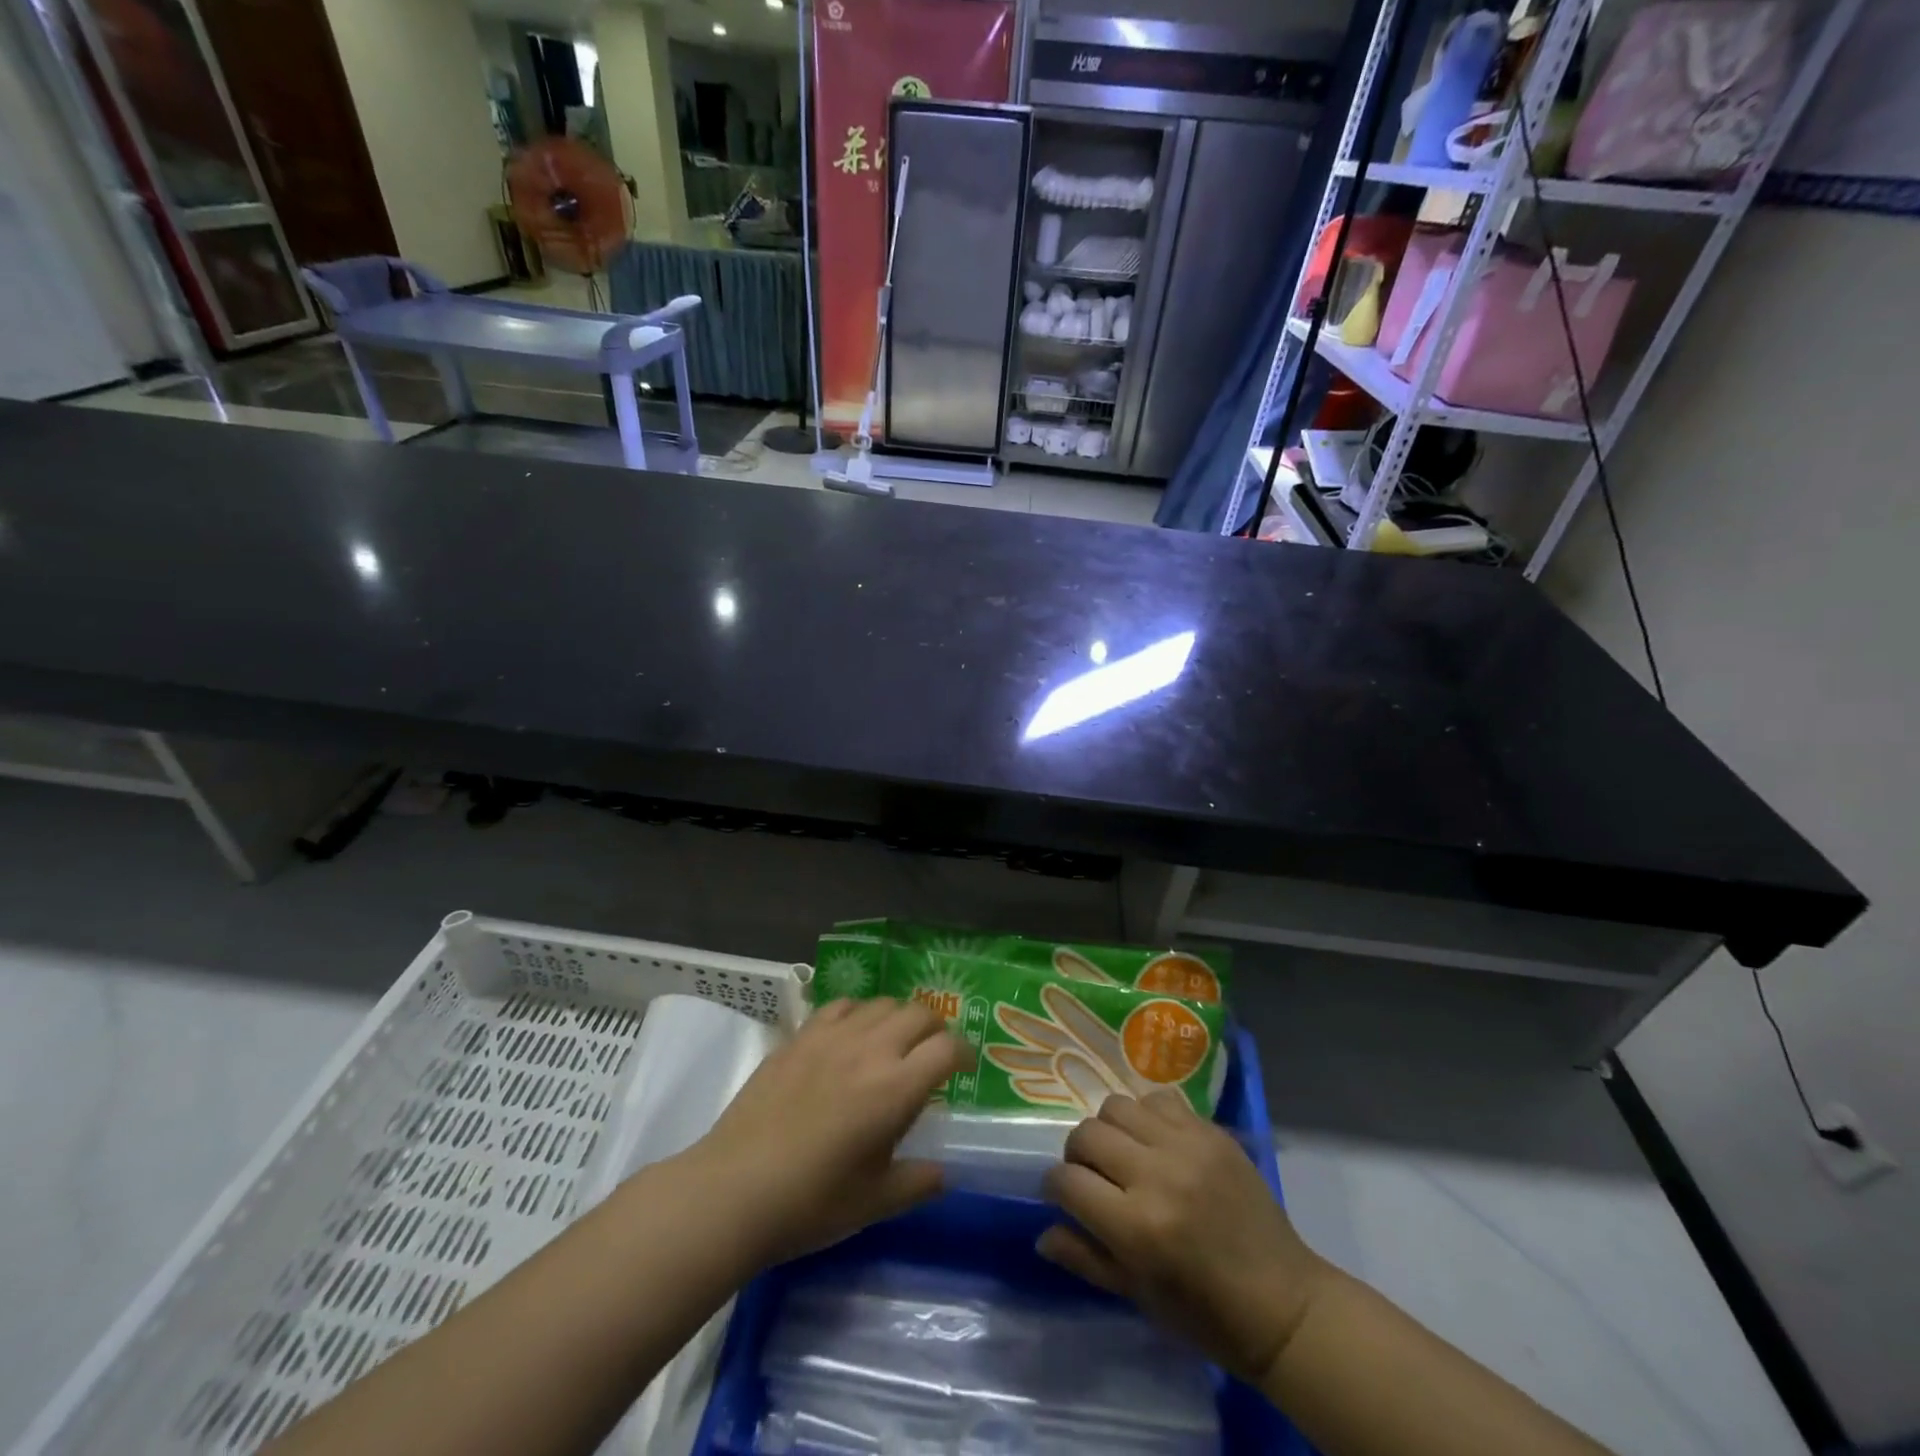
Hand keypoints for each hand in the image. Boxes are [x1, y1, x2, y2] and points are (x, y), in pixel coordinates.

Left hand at [687, 998, 969, 1265]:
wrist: (735, 1189)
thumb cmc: (812, 1202)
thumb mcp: (875, 1202)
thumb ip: (917, 1182)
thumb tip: (942, 1172)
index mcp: (896, 1088)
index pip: (947, 1049)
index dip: (963, 1053)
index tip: (963, 1068)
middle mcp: (870, 1050)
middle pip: (919, 1013)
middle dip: (935, 1029)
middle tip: (932, 1053)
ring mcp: (832, 1037)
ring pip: (881, 1003)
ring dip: (898, 1017)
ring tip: (893, 1042)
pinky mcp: (800, 1036)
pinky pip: (840, 1005)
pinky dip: (857, 1013)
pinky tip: (851, 1035)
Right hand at [1038, 1091, 1329, 1385]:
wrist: (1284, 1305)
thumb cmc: (1205, 1315)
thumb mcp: (1138, 1296)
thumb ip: (1085, 1258)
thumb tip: (1042, 1232)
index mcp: (1136, 1227)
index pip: (1066, 1181)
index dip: (1055, 1188)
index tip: (1064, 1197)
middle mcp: (1158, 1175)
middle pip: (1087, 1134)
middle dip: (1077, 1155)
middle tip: (1092, 1175)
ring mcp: (1187, 1146)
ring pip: (1117, 1106)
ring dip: (1110, 1129)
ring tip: (1124, 1153)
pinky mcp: (1212, 1132)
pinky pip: (1159, 1100)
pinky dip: (1147, 1116)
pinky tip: (1157, 1142)